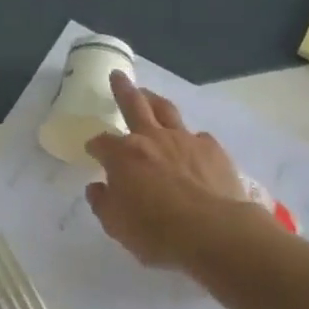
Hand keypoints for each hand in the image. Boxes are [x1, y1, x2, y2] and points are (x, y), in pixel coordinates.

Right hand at [85, 71, 250, 269]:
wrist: (215, 233)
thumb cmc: (158, 232)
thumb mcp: (117, 226)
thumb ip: (103, 203)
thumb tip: (97, 187)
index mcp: (123, 156)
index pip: (101, 143)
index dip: (95, 146)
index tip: (93, 151)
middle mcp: (151, 139)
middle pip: (133, 105)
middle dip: (122, 90)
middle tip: (117, 76)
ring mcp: (184, 139)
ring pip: (166, 110)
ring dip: (154, 101)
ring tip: (149, 95)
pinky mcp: (212, 149)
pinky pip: (198, 137)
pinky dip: (191, 139)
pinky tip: (192, 146)